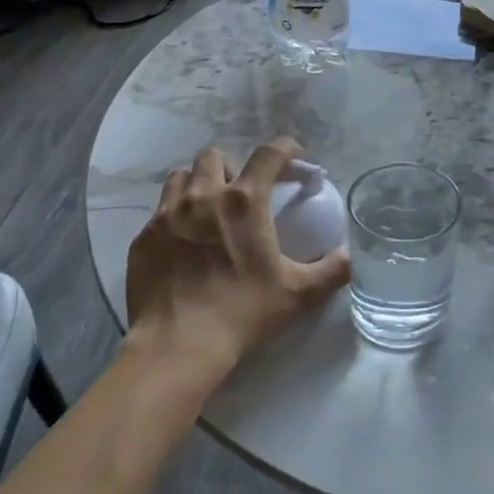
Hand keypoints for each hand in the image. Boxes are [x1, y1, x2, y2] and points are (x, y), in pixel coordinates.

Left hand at [126, 139, 349, 367]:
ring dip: (198, 183)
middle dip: (232, 167)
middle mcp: (203, 196)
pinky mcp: (143, 237)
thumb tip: (350, 256)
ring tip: (208, 209)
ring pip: (181, 177)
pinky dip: (174, 215)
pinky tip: (183, 241)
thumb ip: (332, 270)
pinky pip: (159, 210)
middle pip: (214, 156)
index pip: (268, 154)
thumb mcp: (298, 293)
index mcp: (244, 202)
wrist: (178, 345)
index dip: (285, 148)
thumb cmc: (243, 312)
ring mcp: (167, 215)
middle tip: (242, 193)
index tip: (293, 156)